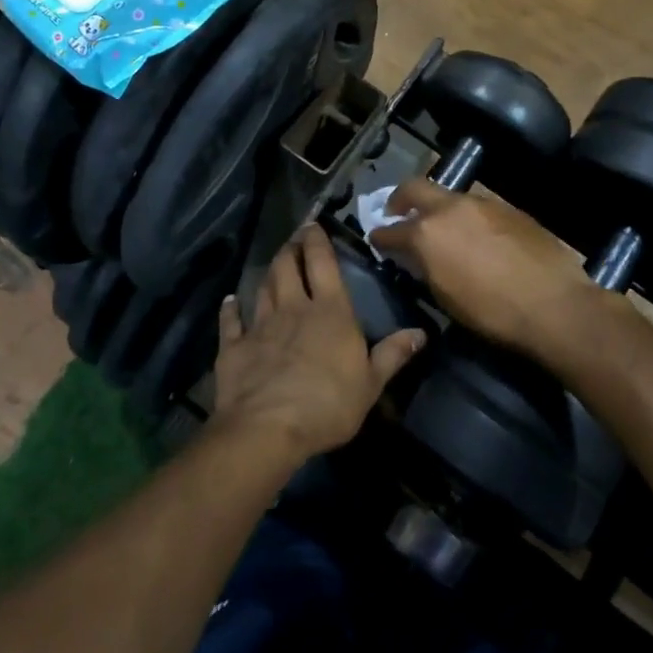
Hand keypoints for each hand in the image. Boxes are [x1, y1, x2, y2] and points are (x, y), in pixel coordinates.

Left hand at [210, 224, 425, 461]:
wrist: (268, 428)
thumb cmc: (328, 404)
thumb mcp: (371, 384)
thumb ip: (393, 354)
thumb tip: (422, 332)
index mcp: (330, 312)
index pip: (322, 264)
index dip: (317, 241)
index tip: (313, 224)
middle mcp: (293, 308)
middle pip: (288, 267)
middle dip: (291, 248)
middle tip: (293, 238)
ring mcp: (260, 326)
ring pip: (263, 287)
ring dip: (269, 272)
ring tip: (274, 262)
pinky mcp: (234, 347)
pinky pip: (231, 321)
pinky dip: (231, 309)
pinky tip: (230, 301)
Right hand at [370, 179, 600, 363]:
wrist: (553, 304)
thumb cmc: (491, 312)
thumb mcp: (445, 296)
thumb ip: (425, 267)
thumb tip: (417, 257)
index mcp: (428, 232)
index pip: (391, 230)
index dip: (380, 235)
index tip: (376, 238)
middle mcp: (451, 208)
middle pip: (415, 188)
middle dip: (400, 198)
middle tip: (397, 211)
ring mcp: (483, 203)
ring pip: (450, 196)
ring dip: (439, 208)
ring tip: (441, 227)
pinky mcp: (509, 208)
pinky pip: (478, 207)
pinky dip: (467, 216)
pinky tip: (476, 235)